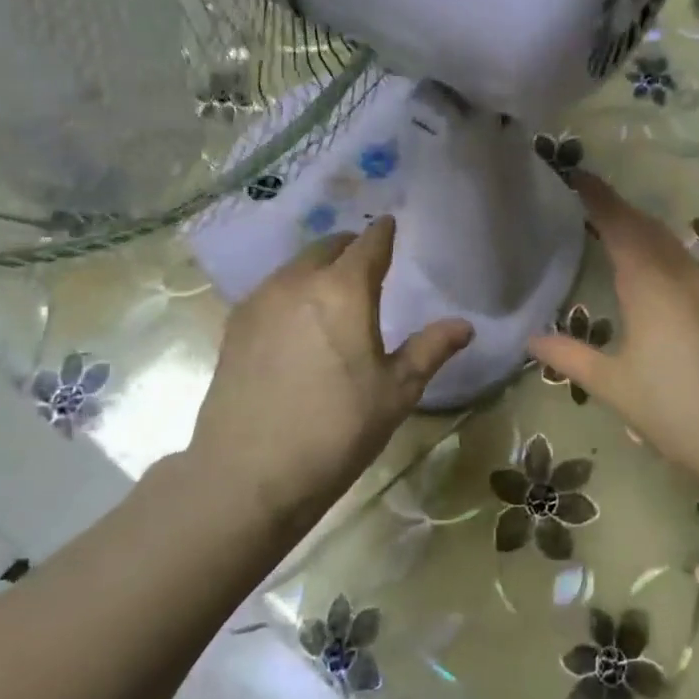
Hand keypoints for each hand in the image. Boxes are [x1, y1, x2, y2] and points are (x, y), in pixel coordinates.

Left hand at [182, 216, 472, 527]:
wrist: (248, 473)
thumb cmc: (337, 430)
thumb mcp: (396, 392)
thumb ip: (430, 349)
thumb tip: (464, 325)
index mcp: (343, 290)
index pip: (368, 245)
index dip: (383, 233)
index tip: (391, 225)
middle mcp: (297, 283)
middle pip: (327, 248)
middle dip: (350, 248)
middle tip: (367, 262)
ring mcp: (259, 303)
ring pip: (294, 268)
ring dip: (318, 268)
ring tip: (335, 291)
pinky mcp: (234, 327)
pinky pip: (271, 292)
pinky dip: (292, 291)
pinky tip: (299, 321)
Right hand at [529, 172, 698, 479]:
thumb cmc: (672, 409)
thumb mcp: (612, 385)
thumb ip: (570, 356)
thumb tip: (532, 339)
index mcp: (650, 287)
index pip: (620, 227)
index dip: (599, 199)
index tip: (578, 177)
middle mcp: (682, 277)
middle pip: (648, 229)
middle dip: (620, 210)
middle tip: (592, 201)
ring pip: (672, 246)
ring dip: (644, 231)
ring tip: (618, 231)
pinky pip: (688, 265)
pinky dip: (664, 254)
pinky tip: (657, 273)